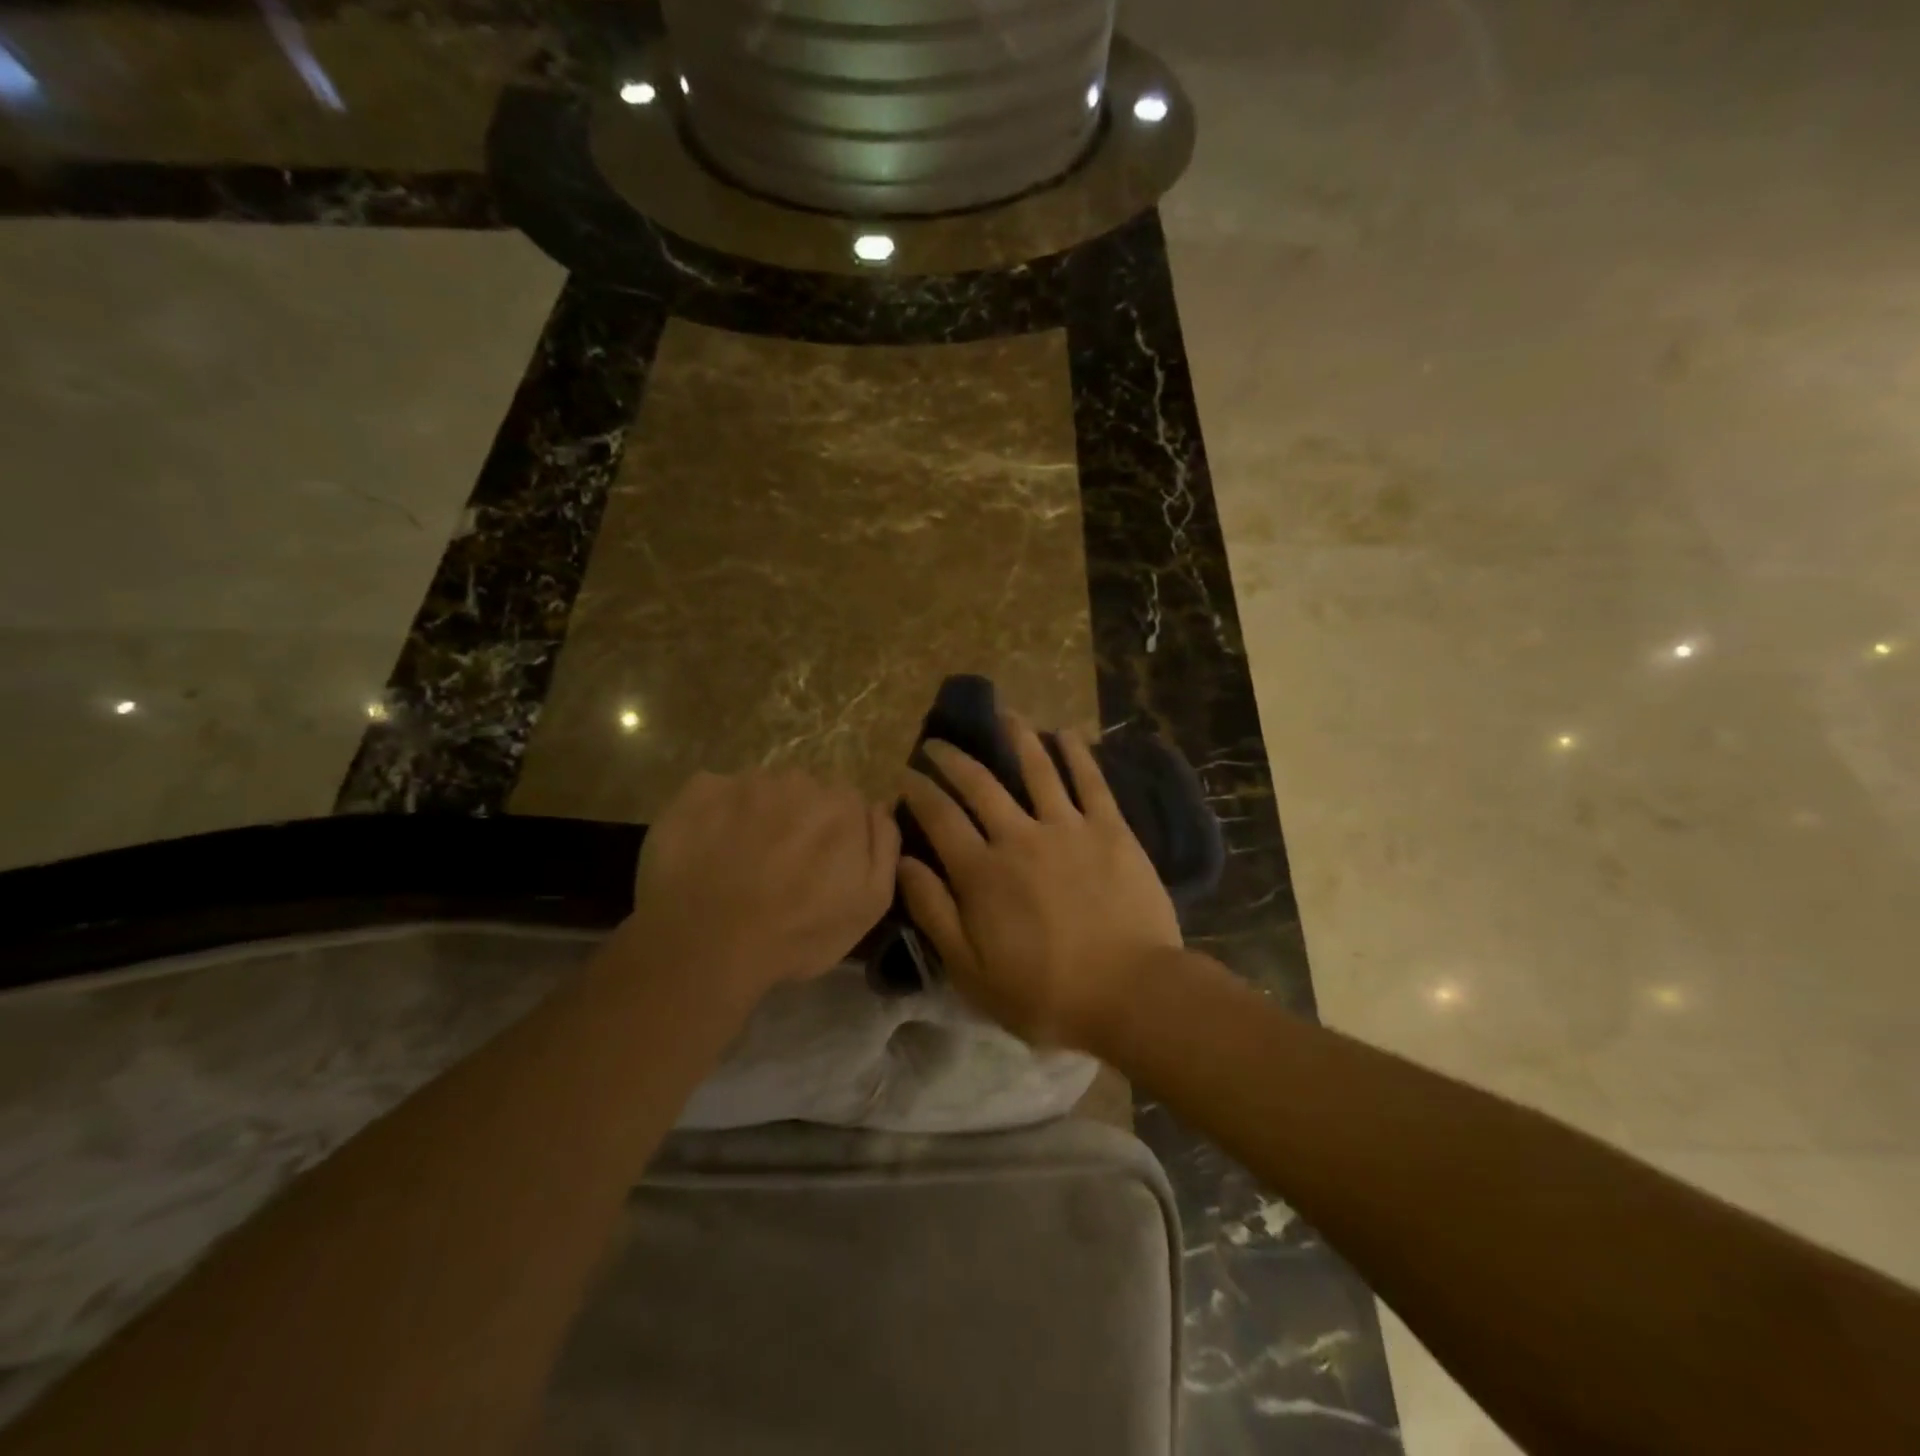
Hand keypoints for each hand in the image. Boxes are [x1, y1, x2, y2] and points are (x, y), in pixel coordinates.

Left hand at [624, 769, 899, 1004]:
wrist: (707, 945)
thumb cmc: (798, 932)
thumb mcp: (871, 904)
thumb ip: (886, 846)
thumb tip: (881, 807)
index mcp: (843, 804)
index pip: (848, 806)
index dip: (835, 837)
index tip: (820, 868)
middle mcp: (798, 779)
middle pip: (804, 794)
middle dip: (797, 822)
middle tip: (780, 867)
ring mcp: (745, 781)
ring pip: (760, 792)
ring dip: (756, 818)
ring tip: (739, 863)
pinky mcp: (699, 790)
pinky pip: (714, 794)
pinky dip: (714, 816)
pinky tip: (707, 851)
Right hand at [897, 716, 1182, 1047]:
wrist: (1131, 995)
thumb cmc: (1045, 994)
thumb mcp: (971, 971)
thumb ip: (933, 912)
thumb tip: (902, 861)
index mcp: (982, 872)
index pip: (939, 817)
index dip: (918, 791)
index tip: (904, 774)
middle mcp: (1019, 836)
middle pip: (979, 784)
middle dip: (952, 759)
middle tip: (937, 743)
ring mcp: (1068, 827)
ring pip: (1036, 768)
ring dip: (1015, 737)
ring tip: (1002, 715)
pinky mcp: (1111, 830)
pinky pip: (1091, 781)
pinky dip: (1076, 753)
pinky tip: (1065, 733)